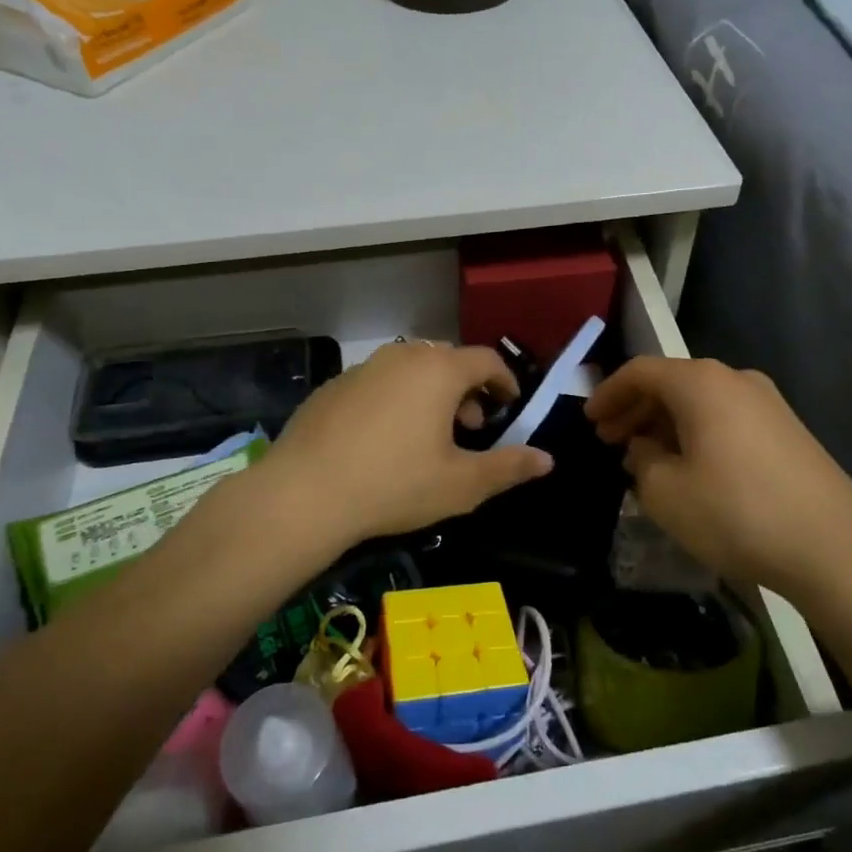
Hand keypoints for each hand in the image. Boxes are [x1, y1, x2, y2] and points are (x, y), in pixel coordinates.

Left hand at [263, 341, 552, 548]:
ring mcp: (363, 368)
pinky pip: (379, 382)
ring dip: (431, 393)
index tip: (510, 406)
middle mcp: (403, 357)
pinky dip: (395, 399)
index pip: (487, 360)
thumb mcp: (461, 484)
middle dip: (468, 389)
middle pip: (449, 360)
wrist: (304, 494)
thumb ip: (509, 467)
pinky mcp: (334, 386)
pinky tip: (384, 440)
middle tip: (471, 426)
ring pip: (411, 369)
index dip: (506, 381)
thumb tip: (547, 459)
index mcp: (439, 370)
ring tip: (429, 435)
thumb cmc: (394, 485)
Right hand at [586, 356, 851, 596]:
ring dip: (666, 423)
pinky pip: (727, 419)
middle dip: (636, 409)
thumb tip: (646, 449)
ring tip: (646, 456)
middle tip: (610, 440)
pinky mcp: (788, 431)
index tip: (589, 420)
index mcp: (700, 383)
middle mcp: (735, 380)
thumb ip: (642, 462)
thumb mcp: (666, 493)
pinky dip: (697, 433)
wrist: (833, 547)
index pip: (641, 371)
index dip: (609, 393)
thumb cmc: (736, 512)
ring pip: (701, 402)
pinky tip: (691, 467)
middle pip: (672, 382)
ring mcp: (768, 403)